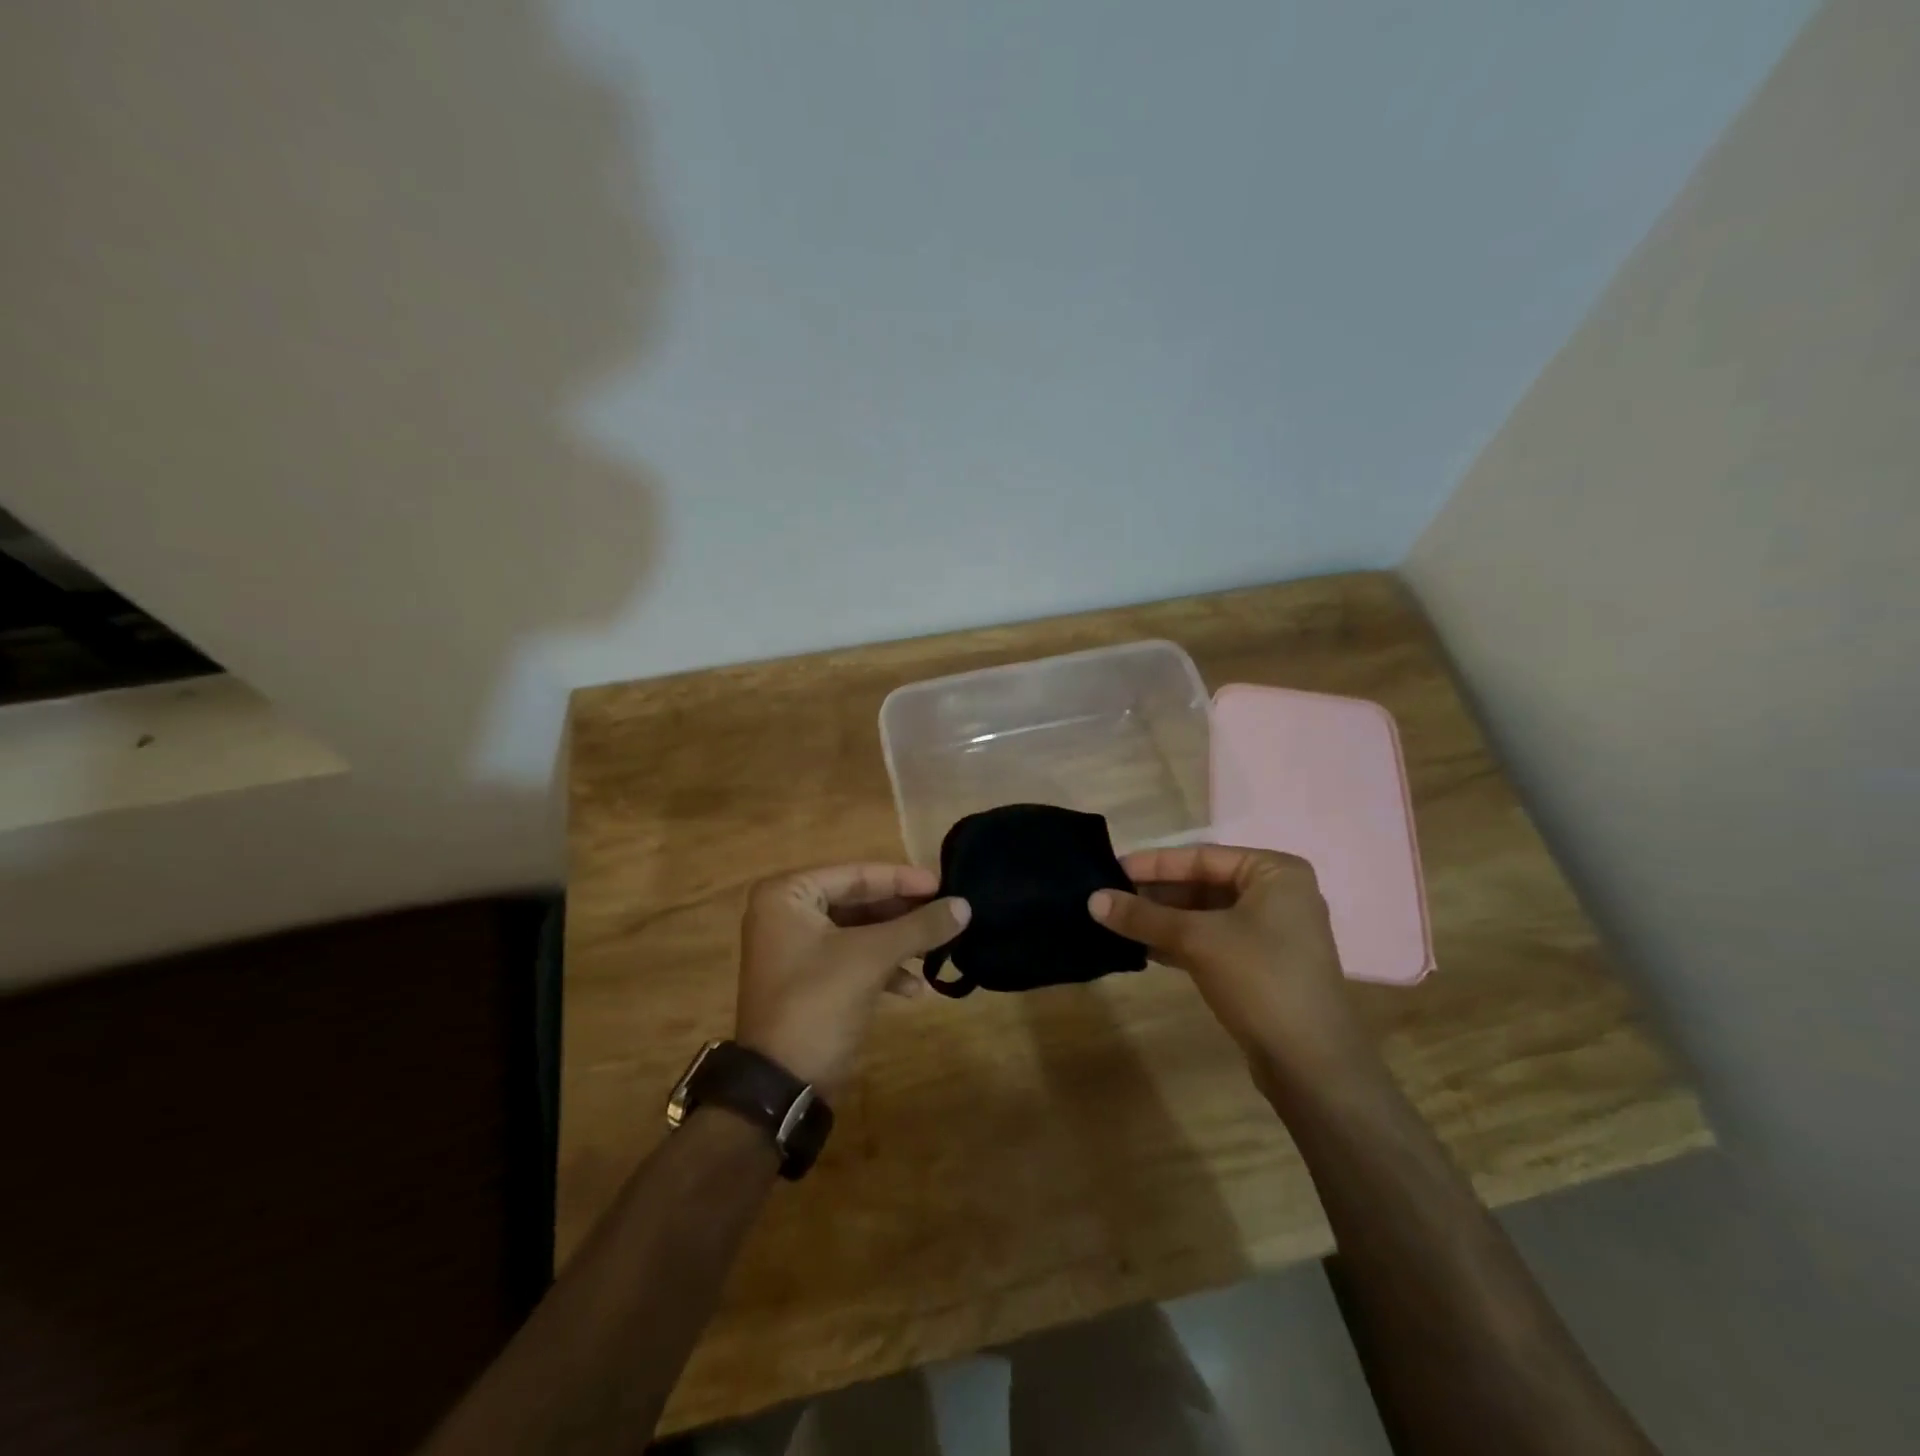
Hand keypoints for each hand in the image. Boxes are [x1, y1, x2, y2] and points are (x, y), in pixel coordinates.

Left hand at [736, 863, 968, 1096]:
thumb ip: (919, 927)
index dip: (903, 880)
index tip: (944, 885)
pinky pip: (852, 959)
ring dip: (897, 942)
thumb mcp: (872, 957)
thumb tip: (964, 905)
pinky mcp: (808, 980)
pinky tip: (914, 988)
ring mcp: (795, 949)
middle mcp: (786, 914)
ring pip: (859, 932)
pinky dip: (882, 968)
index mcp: (787, 895)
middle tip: (945, 914)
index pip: (857, 876)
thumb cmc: (818, 1002)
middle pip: (858, 902)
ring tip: (936, 950)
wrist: (780, 1085)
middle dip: (903, 914)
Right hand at [1090, 845, 1369, 1081]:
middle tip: (1109, 898)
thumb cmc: (1260, 979)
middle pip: (1203, 885)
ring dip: (1163, 920)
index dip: (1153, 864)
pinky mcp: (1262, 967)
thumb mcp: (1196, 940)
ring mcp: (1272, 934)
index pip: (1201, 857)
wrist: (1312, 1065)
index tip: (1110, 869)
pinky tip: (1142, 948)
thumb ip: (1144, 916)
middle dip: (1156, 894)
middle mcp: (1278, 895)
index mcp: (1274, 872)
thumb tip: (1092, 899)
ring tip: (1117, 921)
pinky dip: (1179, 943)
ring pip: (1205, 915)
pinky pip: (1212, 941)